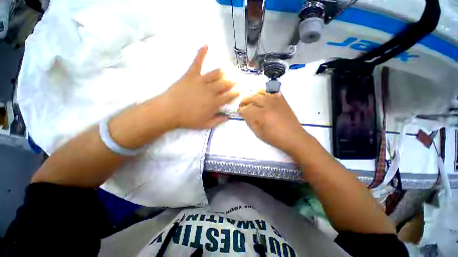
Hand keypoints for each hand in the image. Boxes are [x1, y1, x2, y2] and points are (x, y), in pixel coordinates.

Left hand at [162, 46, 238, 128]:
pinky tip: (206, 45)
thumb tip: (228, 117)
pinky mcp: (191, 74)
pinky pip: (197, 62)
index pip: (229, 96)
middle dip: (233, 81)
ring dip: (224, 71)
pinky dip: (201, 53)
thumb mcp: (205, 125)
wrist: (169, 111)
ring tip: (228, 68)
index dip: (236, 93)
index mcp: (214, 103)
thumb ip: (218, 121)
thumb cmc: (188, 119)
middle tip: (237, 78)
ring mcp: (201, 81)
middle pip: (225, 83)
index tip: (239, 90)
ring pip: (216, 73)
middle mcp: (210, 90)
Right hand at [238, 90, 307, 153]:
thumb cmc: (275, 138)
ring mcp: (276, 101)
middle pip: (252, 98)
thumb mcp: (259, 133)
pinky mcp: (282, 100)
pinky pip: (272, 91)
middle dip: (245, 101)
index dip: (241, 110)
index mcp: (261, 115)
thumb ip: (250, 122)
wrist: (294, 137)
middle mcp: (268, 105)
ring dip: (253, 95)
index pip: (246, 109)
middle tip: (242, 105)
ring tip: (250, 99)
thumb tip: (244, 114)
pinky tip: (262, 95)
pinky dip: (265, 92)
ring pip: (261, 92)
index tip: (239, 112)